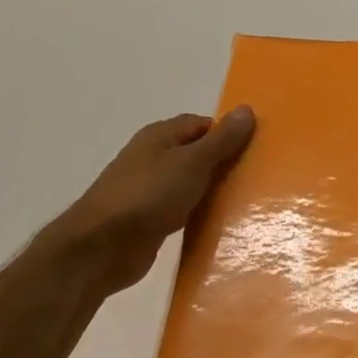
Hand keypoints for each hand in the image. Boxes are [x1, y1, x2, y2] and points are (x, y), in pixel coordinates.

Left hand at [45, 107, 255, 293]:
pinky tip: (218, 224)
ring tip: (245, 201)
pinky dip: (197, 213)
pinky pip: (181, 210)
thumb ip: (221, 140)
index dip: (227, 133)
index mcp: (159, 135)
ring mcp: (147, 190)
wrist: (101, 248)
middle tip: (256, 177)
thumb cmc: (149, 195)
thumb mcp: (193, 162)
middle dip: (223, 163)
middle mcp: (151, 157)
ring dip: (211, 191)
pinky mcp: (147, 220)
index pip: (201, 124)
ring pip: (189, 183)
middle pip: (195, 153)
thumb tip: (246, 109)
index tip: (256, 149)